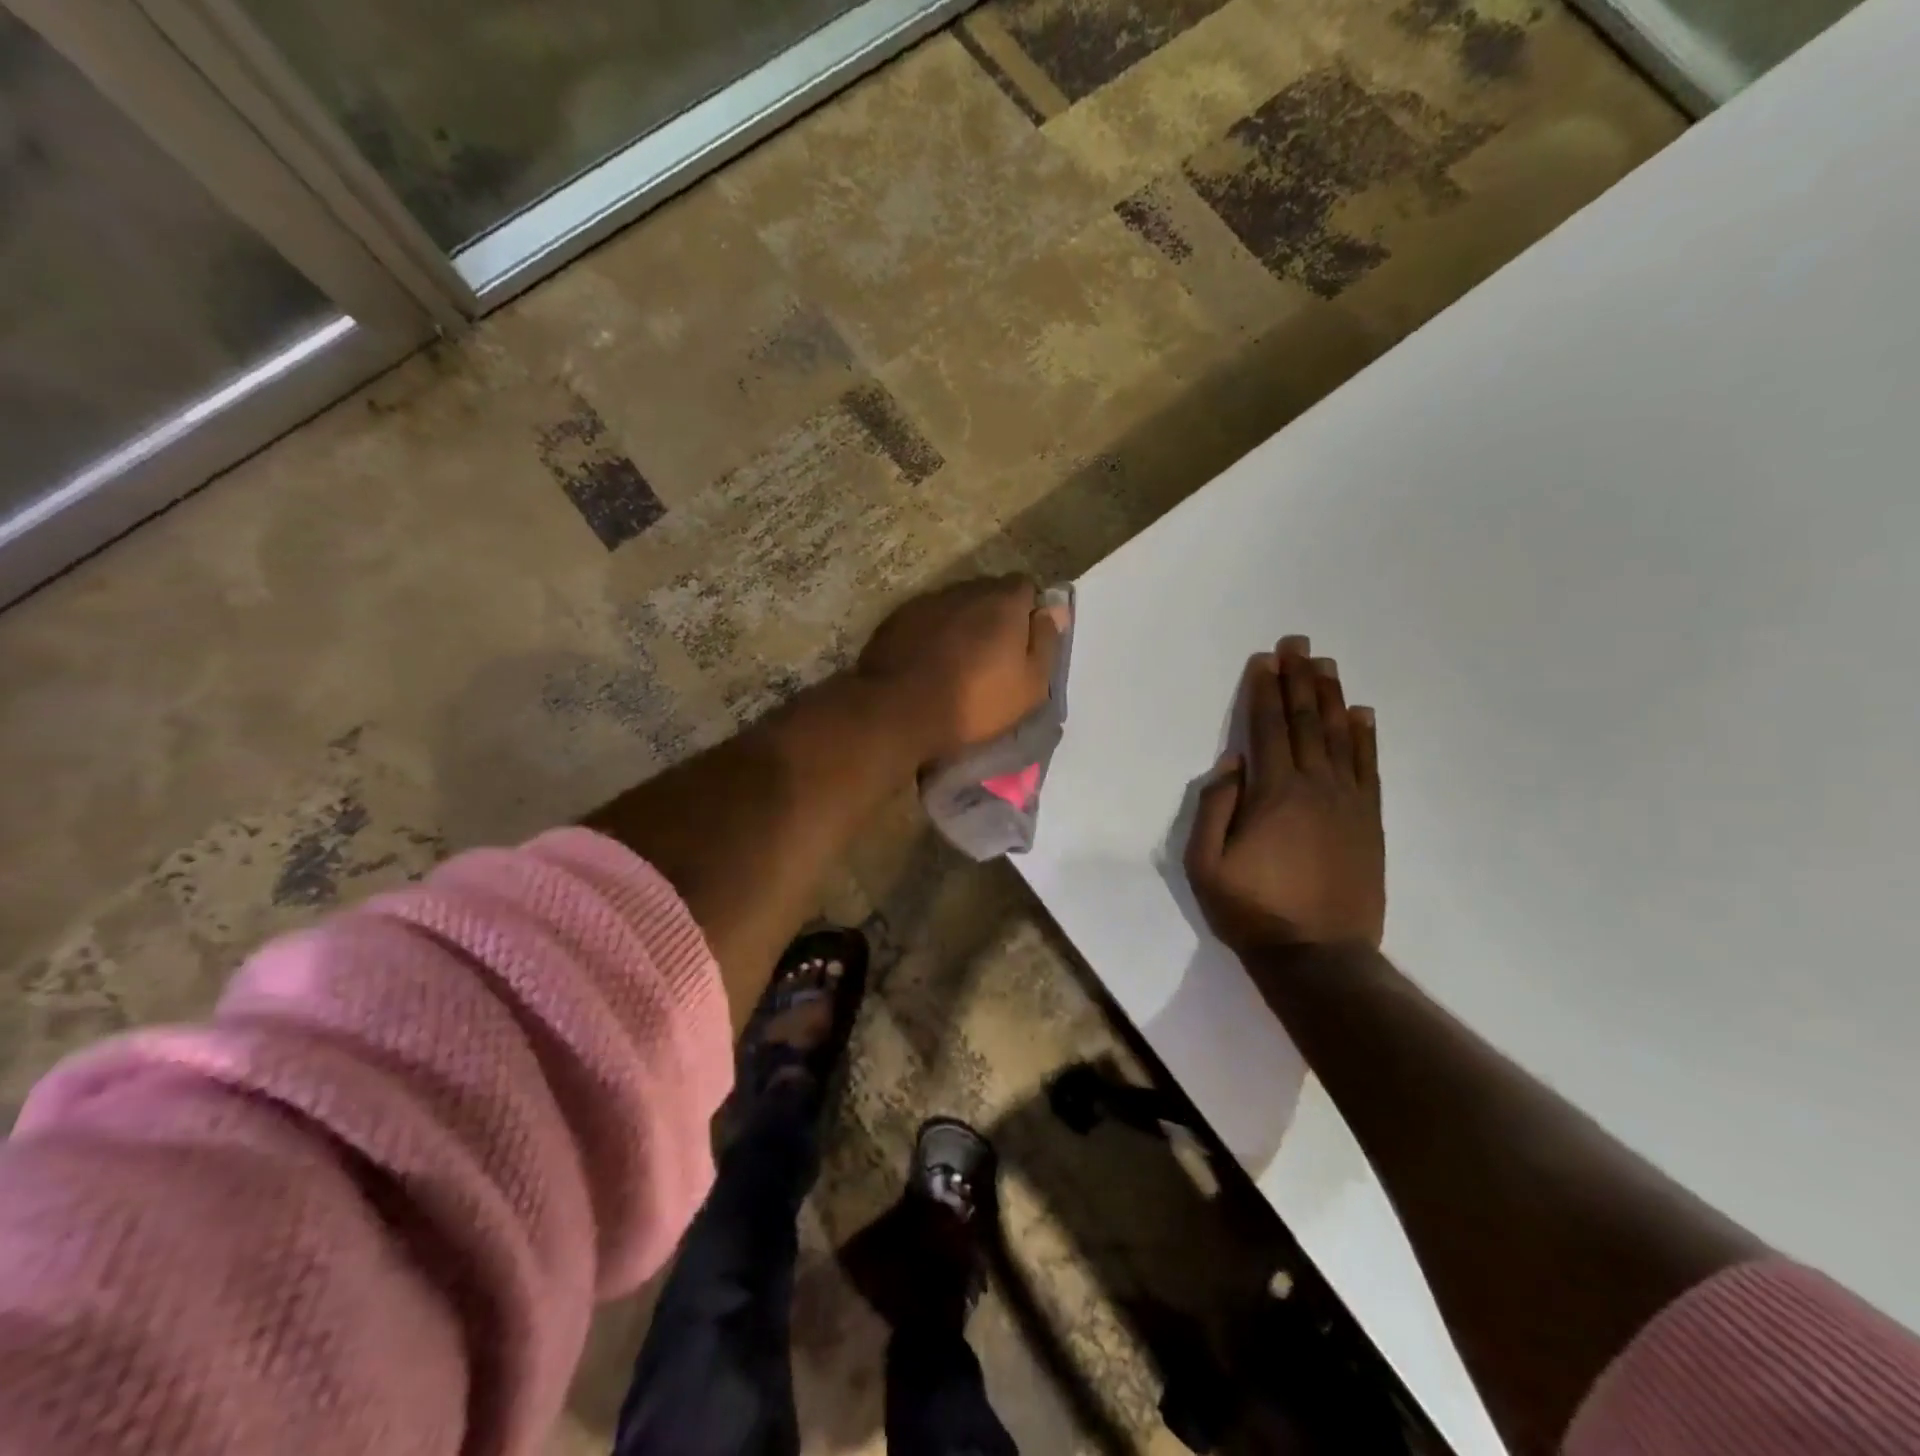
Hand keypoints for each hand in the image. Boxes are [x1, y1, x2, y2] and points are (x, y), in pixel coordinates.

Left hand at [857, 575, 1066, 762]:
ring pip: (955, 604)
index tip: (1024, 641)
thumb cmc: (975, 703)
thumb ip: (1046, 641)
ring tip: (958, 659)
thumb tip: (1056, 608)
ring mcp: (927, 602)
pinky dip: (932, 633)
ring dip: (961, 623)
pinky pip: (925, 619)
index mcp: (1003, 602)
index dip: (1027, 611)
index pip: (1026, 586)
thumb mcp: (1030, 685)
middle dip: (994, 615)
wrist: (899, 712)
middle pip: (988, 592)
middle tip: (993, 653)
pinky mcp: (896, 619)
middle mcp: (965, 590)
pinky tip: (928, 661)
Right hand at [1184, 637, 1384, 955]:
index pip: (1268, 728)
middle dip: (1299, 679)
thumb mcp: (1205, 864)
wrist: (1319, 956)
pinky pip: (1369, 768)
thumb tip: (1234, 761)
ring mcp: (1348, 803)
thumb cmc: (1251, 910)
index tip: (1264, 659)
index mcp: (1273, 793)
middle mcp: (1315, 786)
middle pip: (1307, 722)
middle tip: (1297, 644)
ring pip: (1340, 737)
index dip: (1265, 691)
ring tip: (1325, 665)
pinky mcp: (1369, 822)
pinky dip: (1365, 737)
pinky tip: (1362, 714)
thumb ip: (1215, 806)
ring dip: (1331, 697)